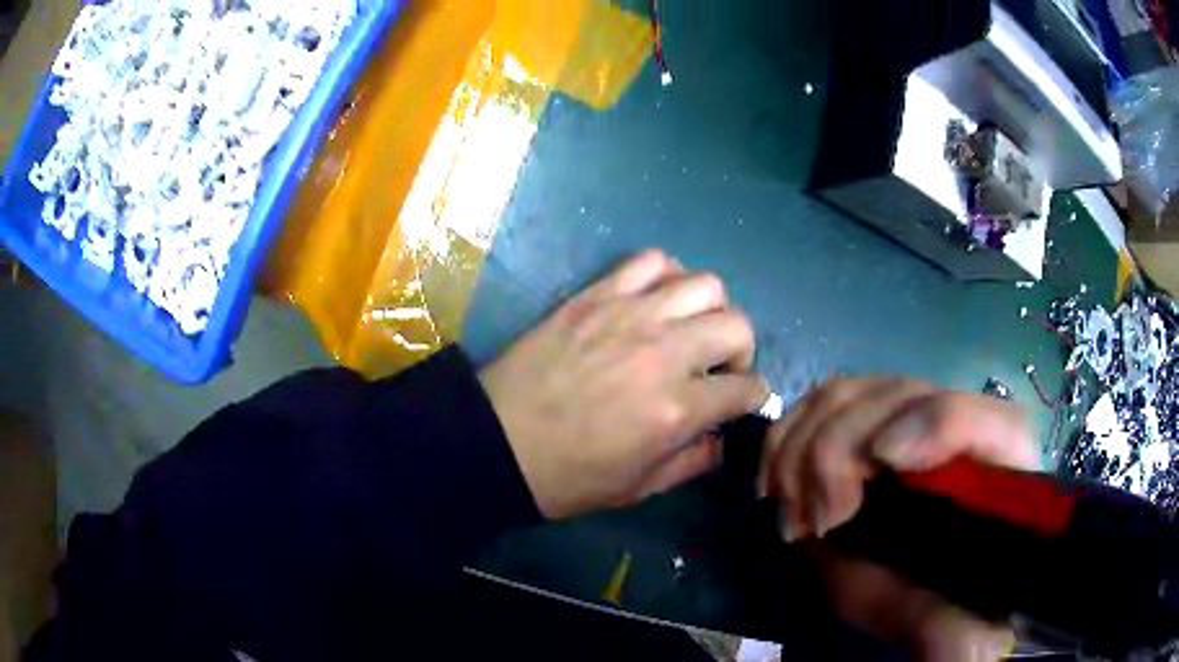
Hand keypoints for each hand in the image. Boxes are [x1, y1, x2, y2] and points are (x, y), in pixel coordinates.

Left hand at [479, 250, 767, 519]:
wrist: (497, 441)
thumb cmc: (567, 476)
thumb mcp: (639, 488)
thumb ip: (693, 462)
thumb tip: (721, 438)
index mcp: (676, 409)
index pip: (746, 388)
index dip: (754, 396)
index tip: (742, 401)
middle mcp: (664, 353)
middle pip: (738, 325)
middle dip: (742, 351)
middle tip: (719, 368)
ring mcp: (629, 315)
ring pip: (705, 285)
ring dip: (711, 309)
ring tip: (690, 330)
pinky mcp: (597, 295)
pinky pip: (651, 261)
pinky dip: (668, 275)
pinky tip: (658, 301)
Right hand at [759, 378, 1038, 661]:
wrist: (934, 591)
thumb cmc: (952, 605)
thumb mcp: (951, 630)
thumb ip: (947, 626)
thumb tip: (921, 600)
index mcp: (1003, 463)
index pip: (980, 417)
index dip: (932, 425)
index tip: (883, 465)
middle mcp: (959, 424)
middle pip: (899, 396)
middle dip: (840, 452)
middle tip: (821, 521)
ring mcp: (911, 417)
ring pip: (851, 393)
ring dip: (804, 447)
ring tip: (796, 512)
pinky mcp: (869, 425)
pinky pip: (818, 404)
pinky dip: (785, 438)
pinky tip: (775, 485)